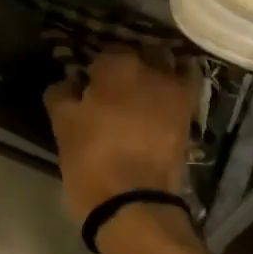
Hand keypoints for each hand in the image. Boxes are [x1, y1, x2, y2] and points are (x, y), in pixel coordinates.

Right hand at [43, 47, 199, 222]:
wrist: (133, 203)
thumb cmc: (90, 160)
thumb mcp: (63, 126)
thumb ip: (62, 94)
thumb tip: (68, 82)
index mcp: (116, 66)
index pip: (105, 50)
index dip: (96, 66)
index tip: (89, 82)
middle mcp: (151, 68)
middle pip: (141, 52)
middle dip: (130, 62)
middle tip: (115, 85)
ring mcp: (175, 90)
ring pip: (168, 64)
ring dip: (156, 68)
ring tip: (143, 88)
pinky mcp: (190, 112)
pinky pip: (187, 84)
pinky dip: (178, 82)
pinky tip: (165, 95)